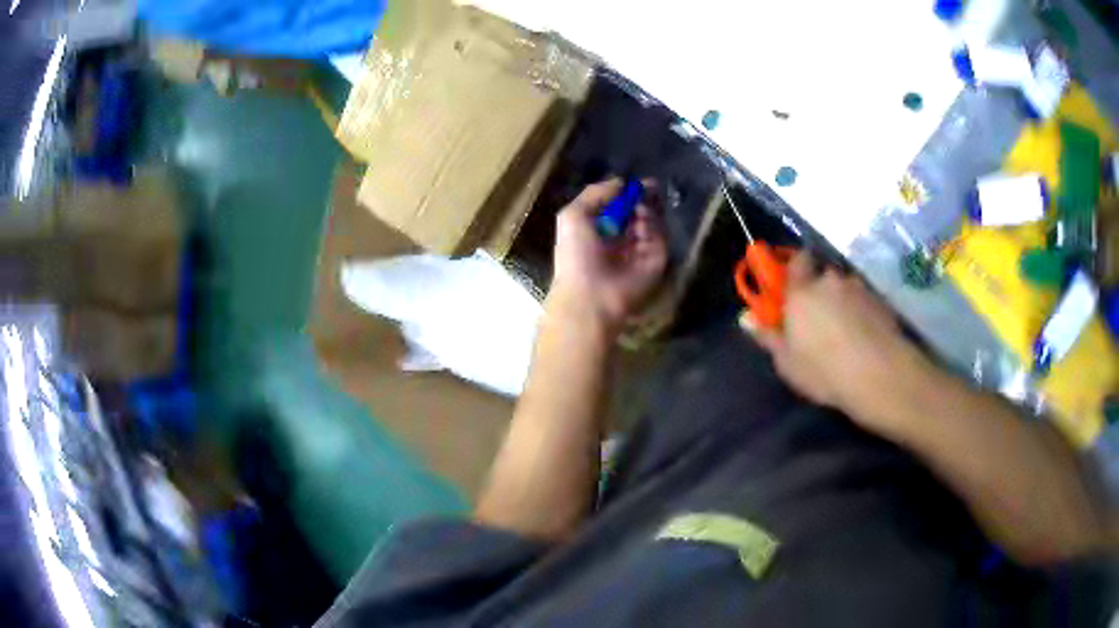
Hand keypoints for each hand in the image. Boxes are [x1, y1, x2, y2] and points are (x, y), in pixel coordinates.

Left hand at [549, 179, 668, 333]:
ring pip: (652, 221)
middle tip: (648, 188)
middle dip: (643, 198)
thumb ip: (595, 193)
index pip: (617, 205)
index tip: (635, 183)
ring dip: (647, 211)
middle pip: (638, 210)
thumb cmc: (576, 255)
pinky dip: (654, 227)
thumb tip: (621, 182)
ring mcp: (640, 250)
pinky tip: (643, 225)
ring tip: (639, 211)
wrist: (592, 294)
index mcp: (598, 229)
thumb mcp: (573, 215)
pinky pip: (660, 237)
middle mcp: (620, 239)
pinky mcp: (657, 260)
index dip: (626, 193)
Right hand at [754, 252, 924, 426]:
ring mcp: (859, 289)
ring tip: (845, 334)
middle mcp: (831, 281)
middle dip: (820, 291)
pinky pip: (864, 303)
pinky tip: (863, 340)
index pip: (797, 260)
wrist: (879, 375)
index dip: (794, 269)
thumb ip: (768, 336)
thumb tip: (745, 317)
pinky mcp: (881, 303)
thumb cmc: (823, 369)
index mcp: (802, 290)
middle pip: (823, 276)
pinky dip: (861, 315)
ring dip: (842, 303)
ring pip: (846, 290)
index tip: (791, 288)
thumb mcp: (787, 361)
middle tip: (818, 320)